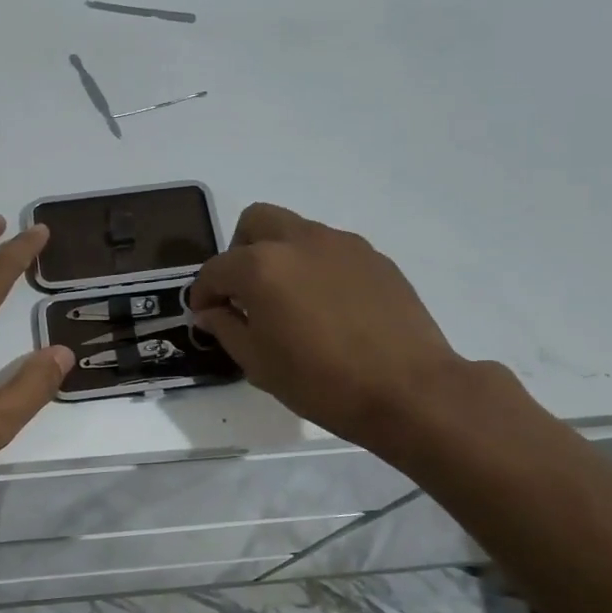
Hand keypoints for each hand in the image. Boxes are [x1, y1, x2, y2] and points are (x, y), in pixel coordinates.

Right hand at [188, 203, 473, 451]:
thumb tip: (210, 311)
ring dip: (279, 256)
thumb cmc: (320, 382)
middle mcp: (299, 241)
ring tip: (289, 301)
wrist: (408, 390)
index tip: (204, 313)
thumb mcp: (257, 363)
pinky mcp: (374, 257)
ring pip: (296, 231)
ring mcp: (341, 244)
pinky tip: (327, 307)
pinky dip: (315, 267)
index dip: (203, 292)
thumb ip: (225, 327)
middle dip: (239, 251)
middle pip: (255, 222)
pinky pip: (330, 250)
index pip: (216, 268)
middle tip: (243, 291)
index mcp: (261, 266)